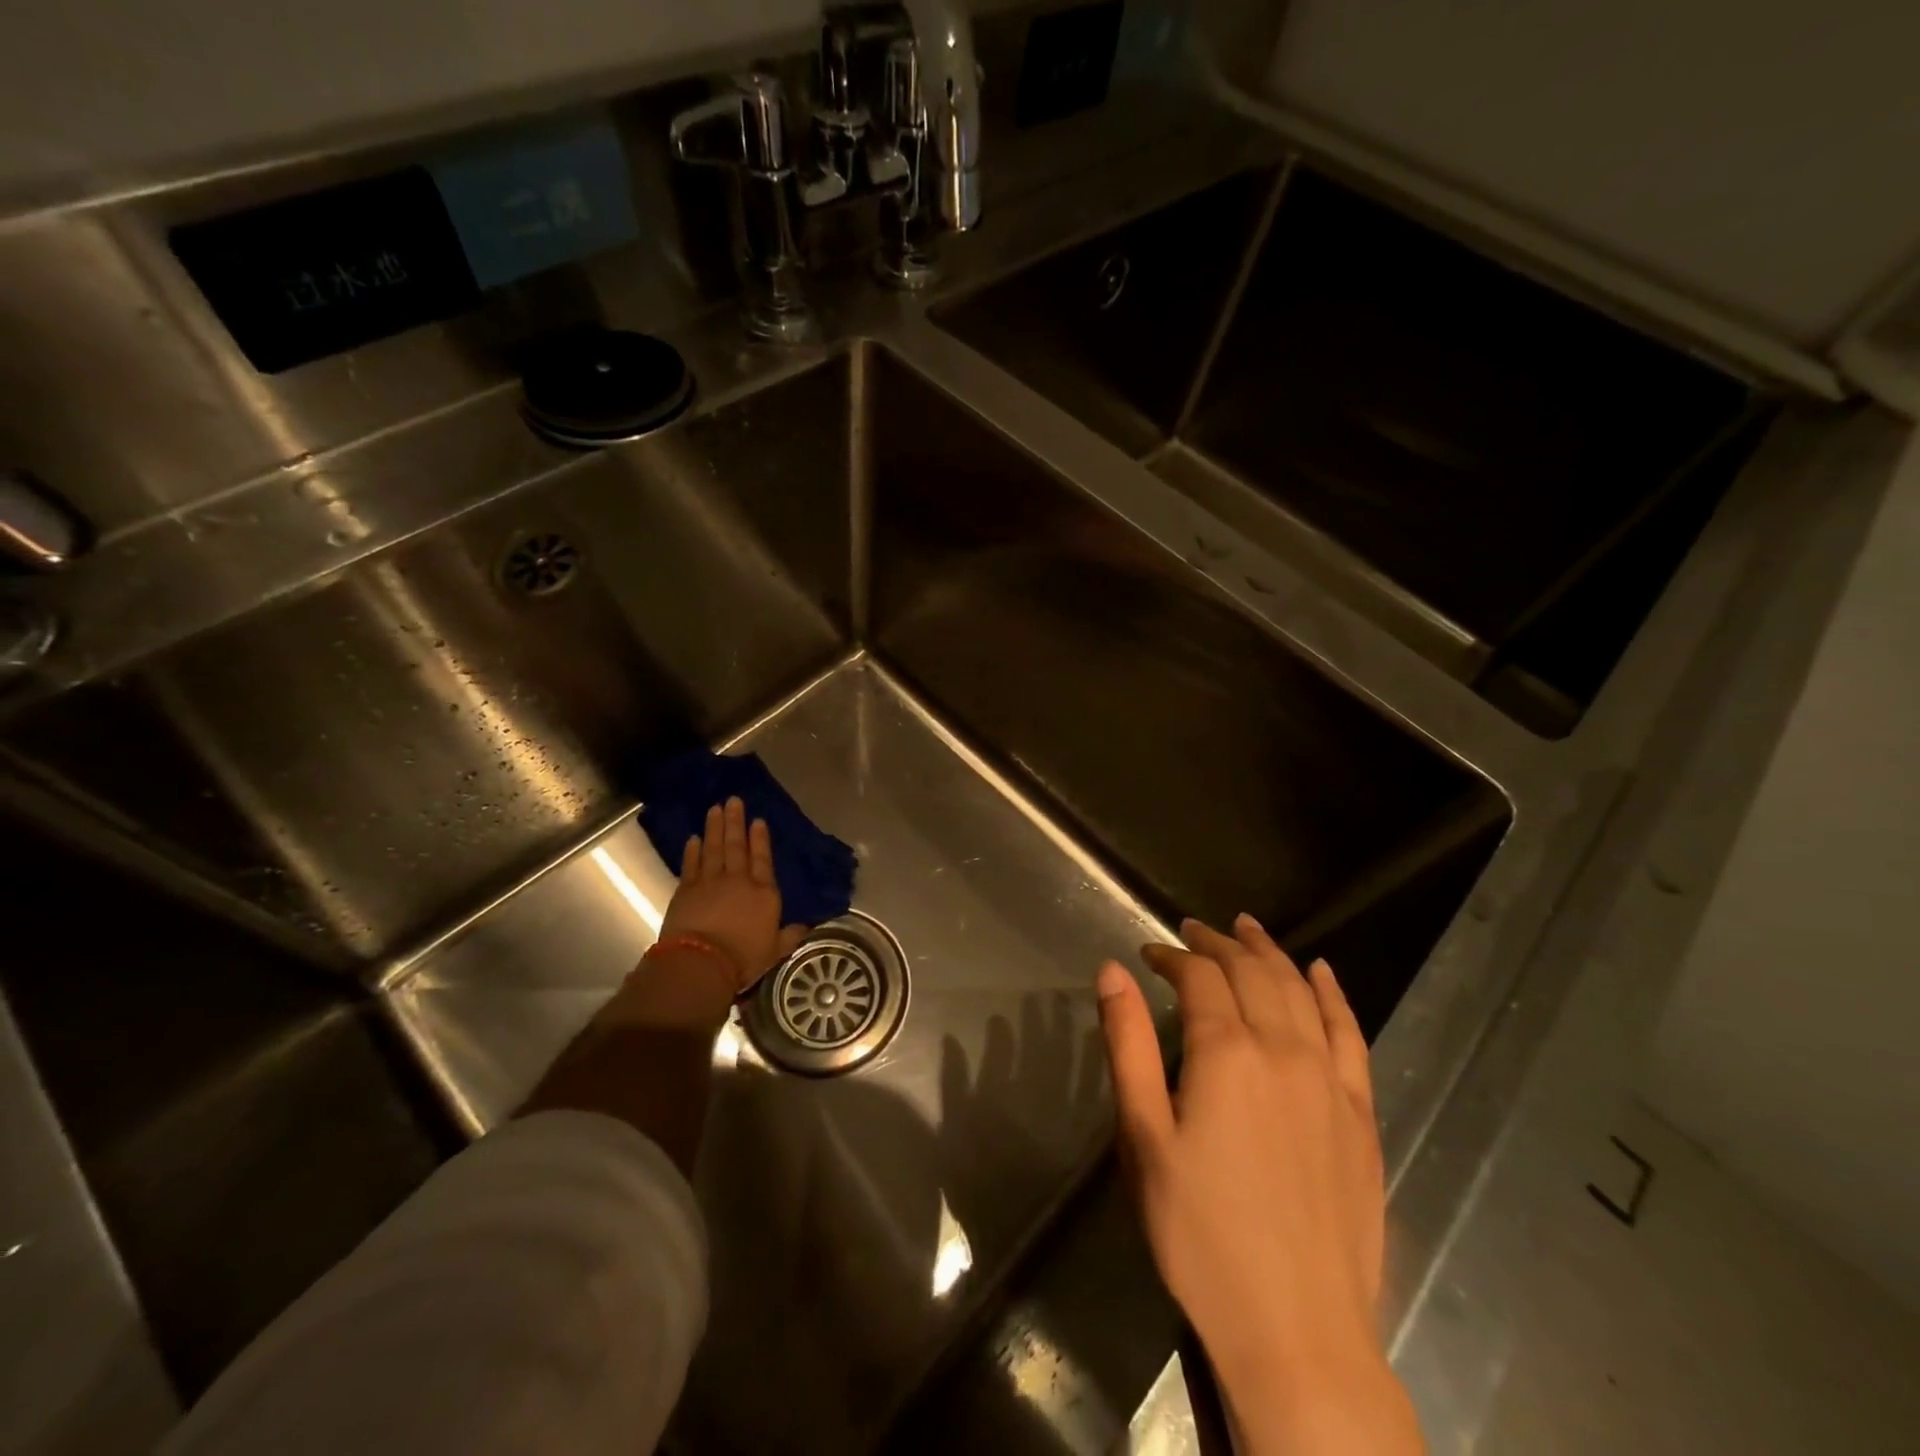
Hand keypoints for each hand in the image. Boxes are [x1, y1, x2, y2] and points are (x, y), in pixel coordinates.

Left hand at [657, 796, 807, 994]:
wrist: (702, 963)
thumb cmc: (743, 958)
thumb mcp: (775, 950)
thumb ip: (789, 935)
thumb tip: (805, 926)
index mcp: (764, 893)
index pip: (763, 859)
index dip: (761, 839)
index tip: (758, 820)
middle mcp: (738, 880)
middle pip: (737, 846)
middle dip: (736, 822)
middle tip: (733, 801)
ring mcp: (710, 882)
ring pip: (714, 848)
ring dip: (715, 828)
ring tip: (715, 809)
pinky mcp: (686, 890)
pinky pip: (691, 864)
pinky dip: (693, 851)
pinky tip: (694, 838)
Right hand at [1096, 914, 1422, 1454]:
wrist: (1295, 1331)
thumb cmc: (1199, 1233)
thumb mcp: (1143, 1137)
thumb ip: (1128, 1045)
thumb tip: (1113, 970)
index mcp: (1226, 1054)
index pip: (1199, 977)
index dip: (1171, 957)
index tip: (1148, 954)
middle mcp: (1284, 1051)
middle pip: (1251, 973)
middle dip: (1217, 944)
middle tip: (1192, 931)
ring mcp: (1330, 1081)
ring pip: (1300, 992)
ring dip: (1271, 953)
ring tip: (1247, 929)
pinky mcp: (1361, 1115)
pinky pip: (1351, 1035)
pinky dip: (1334, 995)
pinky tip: (1323, 973)